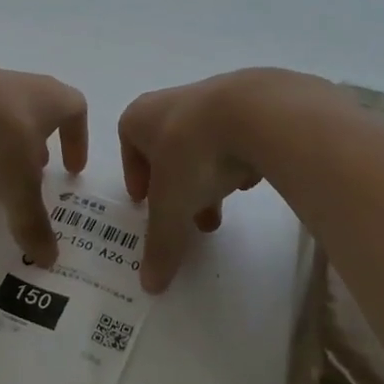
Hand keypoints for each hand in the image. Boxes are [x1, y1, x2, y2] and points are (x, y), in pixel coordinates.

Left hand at [0, 58, 87, 267]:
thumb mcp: (19, 189)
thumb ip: (33, 222)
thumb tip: (49, 258)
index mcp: (47, 99)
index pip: (75, 110)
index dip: (77, 139)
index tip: (72, 170)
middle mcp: (16, 86)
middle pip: (34, 112)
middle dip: (34, 146)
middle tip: (32, 176)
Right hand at [118, 71, 297, 291]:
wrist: (254, 112)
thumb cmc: (193, 153)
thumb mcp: (172, 207)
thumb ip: (161, 243)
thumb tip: (150, 286)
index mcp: (140, 117)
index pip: (129, 144)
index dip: (136, 176)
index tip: (145, 203)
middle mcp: (172, 102)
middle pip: (168, 149)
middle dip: (178, 187)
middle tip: (189, 218)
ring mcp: (213, 98)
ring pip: (203, 144)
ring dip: (209, 176)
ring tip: (224, 208)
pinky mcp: (250, 102)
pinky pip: (236, 137)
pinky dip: (238, 159)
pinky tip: (251, 179)